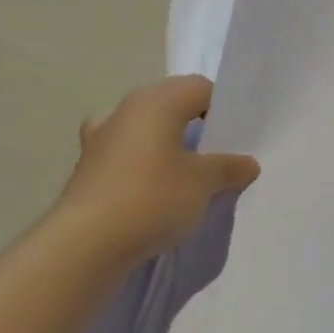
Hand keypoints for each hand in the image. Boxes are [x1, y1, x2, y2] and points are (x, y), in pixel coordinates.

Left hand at [57, 75, 259, 262]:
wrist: (86, 244)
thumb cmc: (153, 197)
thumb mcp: (204, 182)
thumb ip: (228, 167)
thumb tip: (247, 163)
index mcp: (156, 101)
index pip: (200, 88)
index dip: (223, 108)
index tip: (238, 138)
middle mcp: (125, 111)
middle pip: (171, 106)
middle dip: (196, 127)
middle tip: (220, 156)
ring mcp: (101, 139)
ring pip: (147, 130)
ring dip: (168, 147)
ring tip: (190, 175)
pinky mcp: (89, 170)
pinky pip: (128, 156)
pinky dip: (145, 167)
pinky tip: (159, 192)